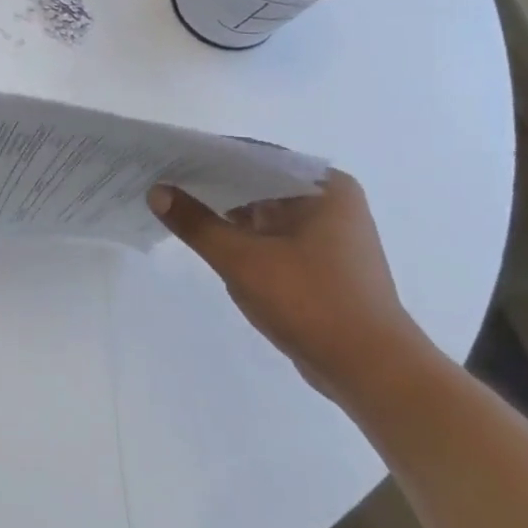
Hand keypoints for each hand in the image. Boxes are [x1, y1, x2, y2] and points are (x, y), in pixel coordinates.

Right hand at [148, 171, 437, 402]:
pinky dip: (239, 234)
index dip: (207, 156)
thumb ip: (195, 222)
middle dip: (211, 183)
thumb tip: (156, 191)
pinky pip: (269, 234)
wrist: (371, 371)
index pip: (253, 156)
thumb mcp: (242, 259)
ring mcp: (326, 233)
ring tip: (172, 204)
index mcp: (324, 187)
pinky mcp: (319, 261)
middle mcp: (329, 201)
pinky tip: (204, 236)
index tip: (166, 157)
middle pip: (256, 181)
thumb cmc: (311, 302)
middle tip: (159, 179)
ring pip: (261, 209)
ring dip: (223, 210)